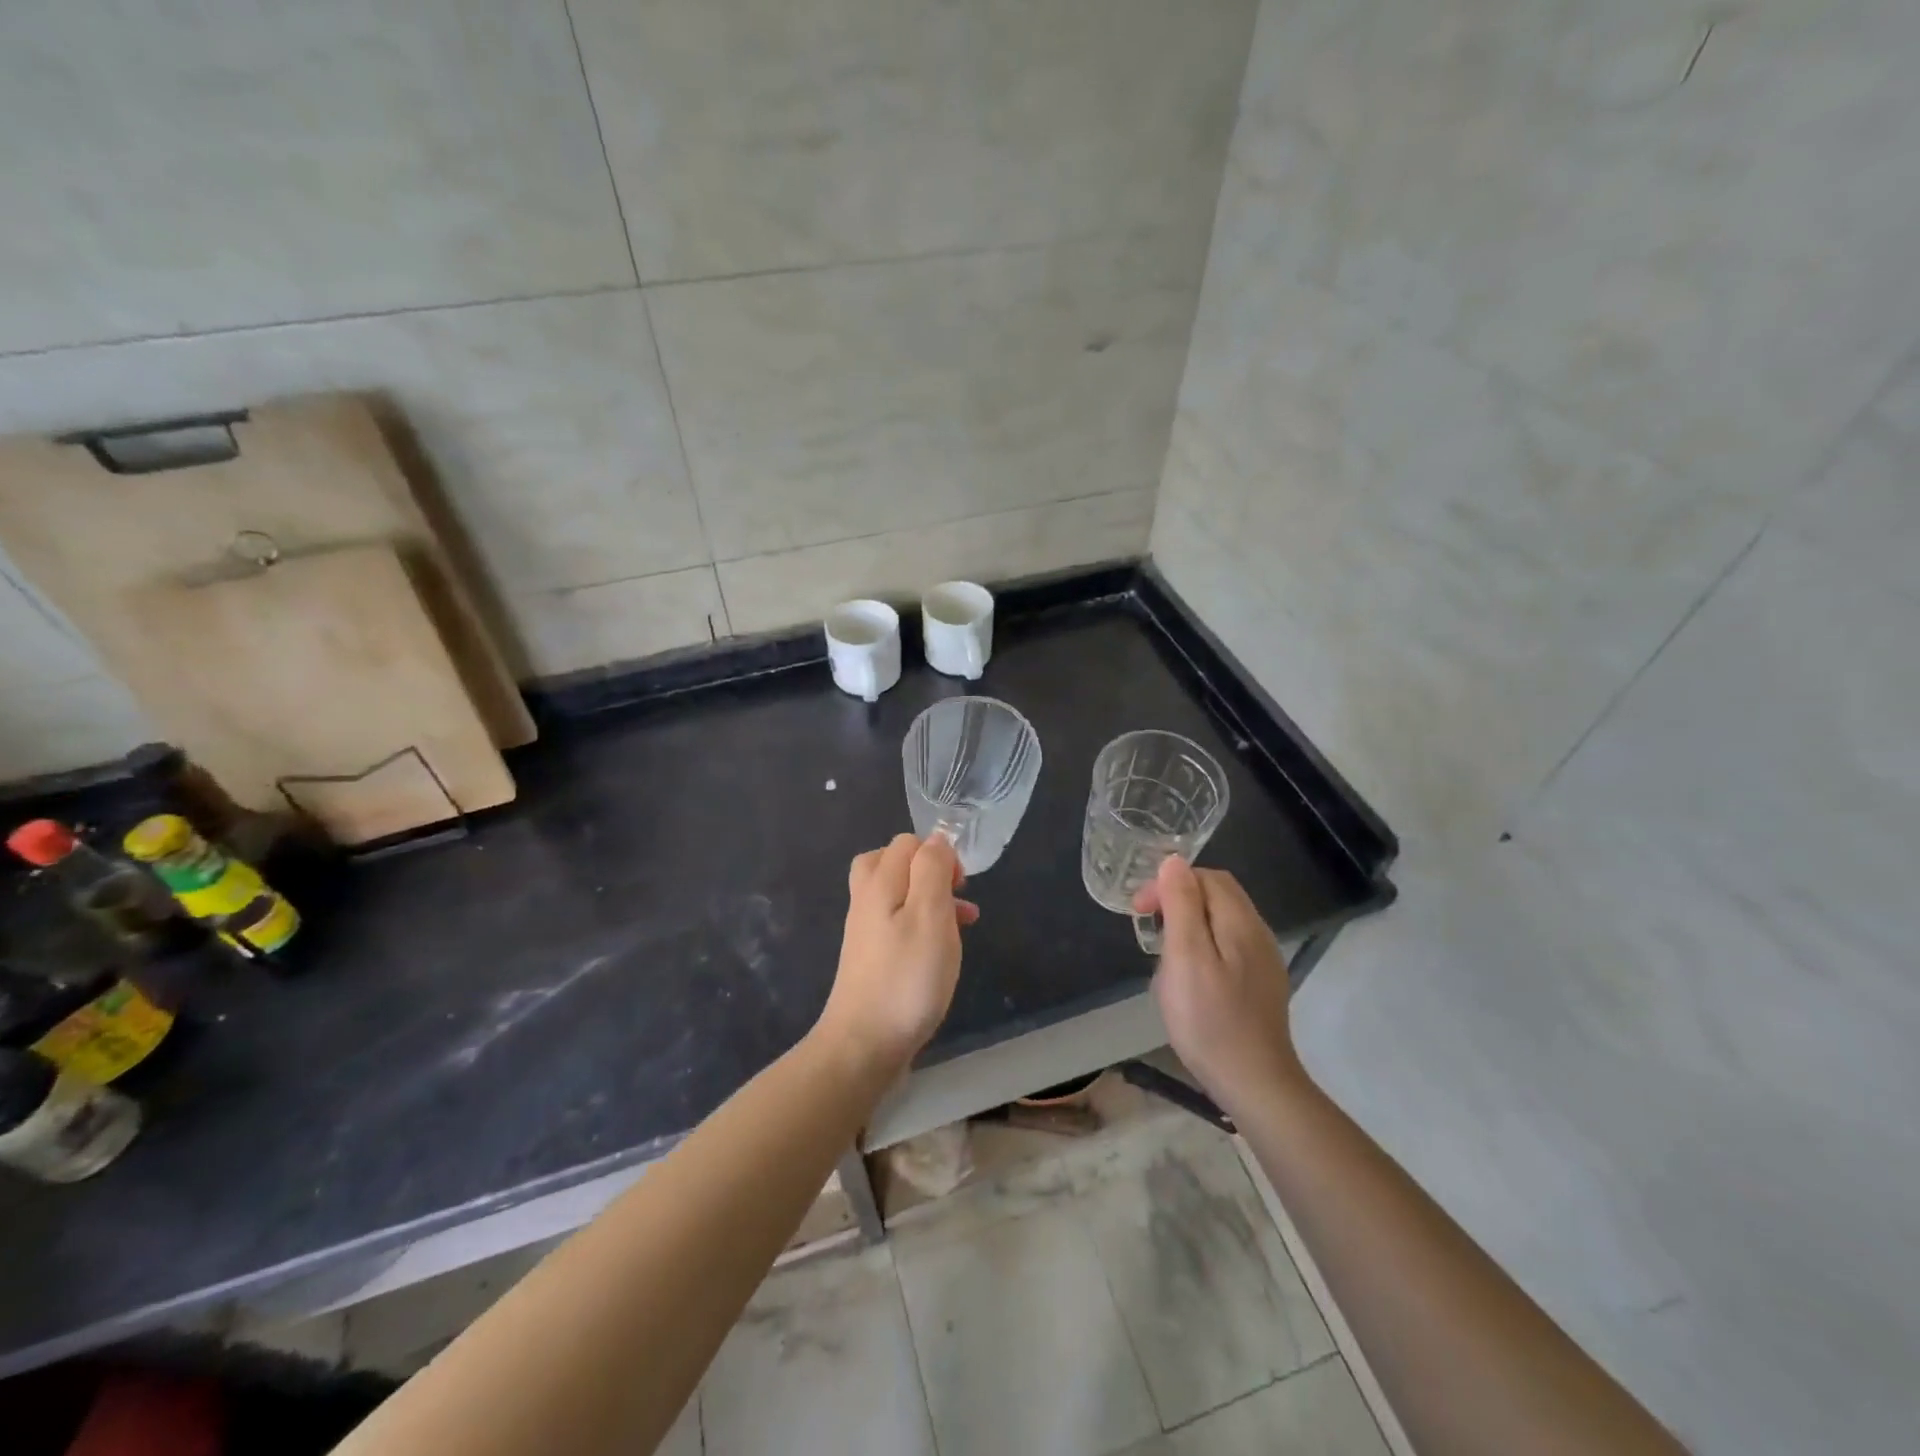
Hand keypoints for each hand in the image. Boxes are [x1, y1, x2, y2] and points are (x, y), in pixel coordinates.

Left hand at [817, 833, 977, 1076]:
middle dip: (931, 872)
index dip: (939, 854)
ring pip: (898, 894)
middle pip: (894, 863)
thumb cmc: (906, 978)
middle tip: (956, 896)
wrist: (864, 1045)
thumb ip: (932, 870)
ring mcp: (866, 930)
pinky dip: (921, 926)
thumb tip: (936, 840)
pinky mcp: (871, 958)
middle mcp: (867, 900)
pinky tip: (941, 951)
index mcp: (879, 883)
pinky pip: (897, 924)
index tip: (960, 886)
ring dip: (932, 900)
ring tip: (964, 924)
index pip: (908, 843)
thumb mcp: (930, 915)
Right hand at [1134, 856, 1304, 1107]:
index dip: (1169, 883)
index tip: (1139, 910)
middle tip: (1148, 926)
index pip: (1205, 877)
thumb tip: (1174, 860)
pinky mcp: (1261, 984)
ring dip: (1189, 923)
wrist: (1254, 1083)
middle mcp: (1257, 933)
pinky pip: (1229, 945)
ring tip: (1163, 951)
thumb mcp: (1186, 957)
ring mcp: (1263, 960)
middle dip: (1178, 899)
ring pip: (1222, 920)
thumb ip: (1182, 905)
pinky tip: (1189, 975)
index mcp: (1239, 921)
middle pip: (1217, 894)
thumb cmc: (1210, 1019)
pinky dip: (1203, 945)